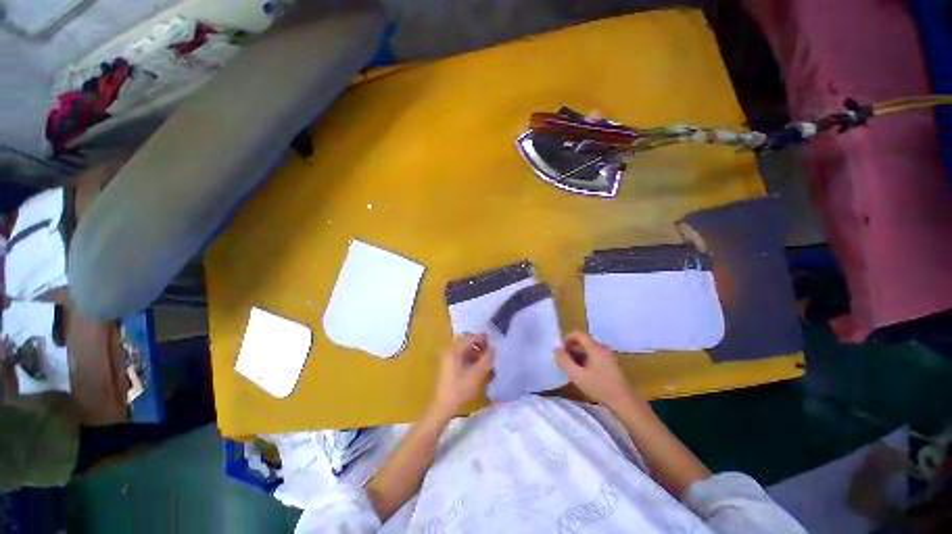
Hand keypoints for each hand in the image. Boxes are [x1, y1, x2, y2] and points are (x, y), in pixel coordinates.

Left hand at [431, 334, 494, 418]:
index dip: (481, 337)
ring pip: (464, 348)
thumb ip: (487, 359)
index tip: (492, 340)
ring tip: (485, 358)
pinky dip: (470, 356)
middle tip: (489, 349)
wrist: (444, 405)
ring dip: (475, 350)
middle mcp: (450, 351)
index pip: (469, 337)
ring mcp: (448, 358)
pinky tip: (477, 365)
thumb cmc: (461, 389)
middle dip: (478, 343)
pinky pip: (461, 355)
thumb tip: (493, 349)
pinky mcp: (449, 365)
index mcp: (454, 350)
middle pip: (465, 340)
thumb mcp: (477, 374)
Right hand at [554, 331, 636, 408]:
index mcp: (595, 348)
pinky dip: (585, 359)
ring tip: (570, 367)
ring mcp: (607, 355)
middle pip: (583, 341)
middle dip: (571, 348)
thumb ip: (564, 361)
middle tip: (562, 360)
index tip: (559, 348)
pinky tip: (581, 372)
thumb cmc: (599, 387)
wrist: (624, 402)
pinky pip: (593, 355)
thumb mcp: (577, 375)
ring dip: (577, 354)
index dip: (567, 338)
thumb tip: (556, 349)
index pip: (578, 334)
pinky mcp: (610, 363)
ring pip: (588, 349)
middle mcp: (602, 348)